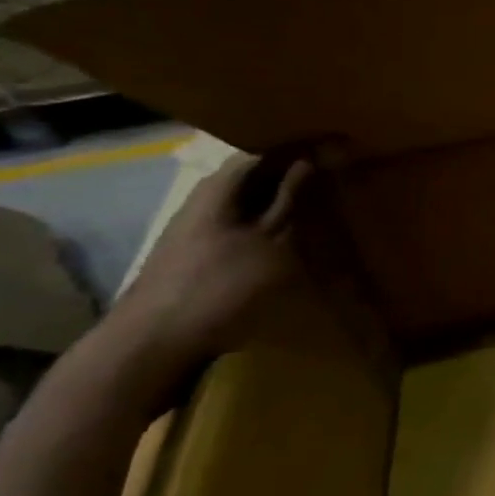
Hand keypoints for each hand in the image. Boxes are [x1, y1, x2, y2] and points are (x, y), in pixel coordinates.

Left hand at [100, 152, 315, 396]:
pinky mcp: (197, 255)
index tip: (344, 150)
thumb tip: (313, 157)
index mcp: (220, 186)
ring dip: (284, 203)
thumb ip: (293, 198)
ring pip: (250, 203)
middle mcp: (204, 198)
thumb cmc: (219, 286)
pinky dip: (270, 227)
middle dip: (296, 175)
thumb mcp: (272, 241)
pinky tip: (293, 241)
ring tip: (323, 209)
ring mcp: (197, 228)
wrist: (151, 348)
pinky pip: (243, 227)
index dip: (306, 147)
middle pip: (258, 175)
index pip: (269, 149)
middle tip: (339, 178)